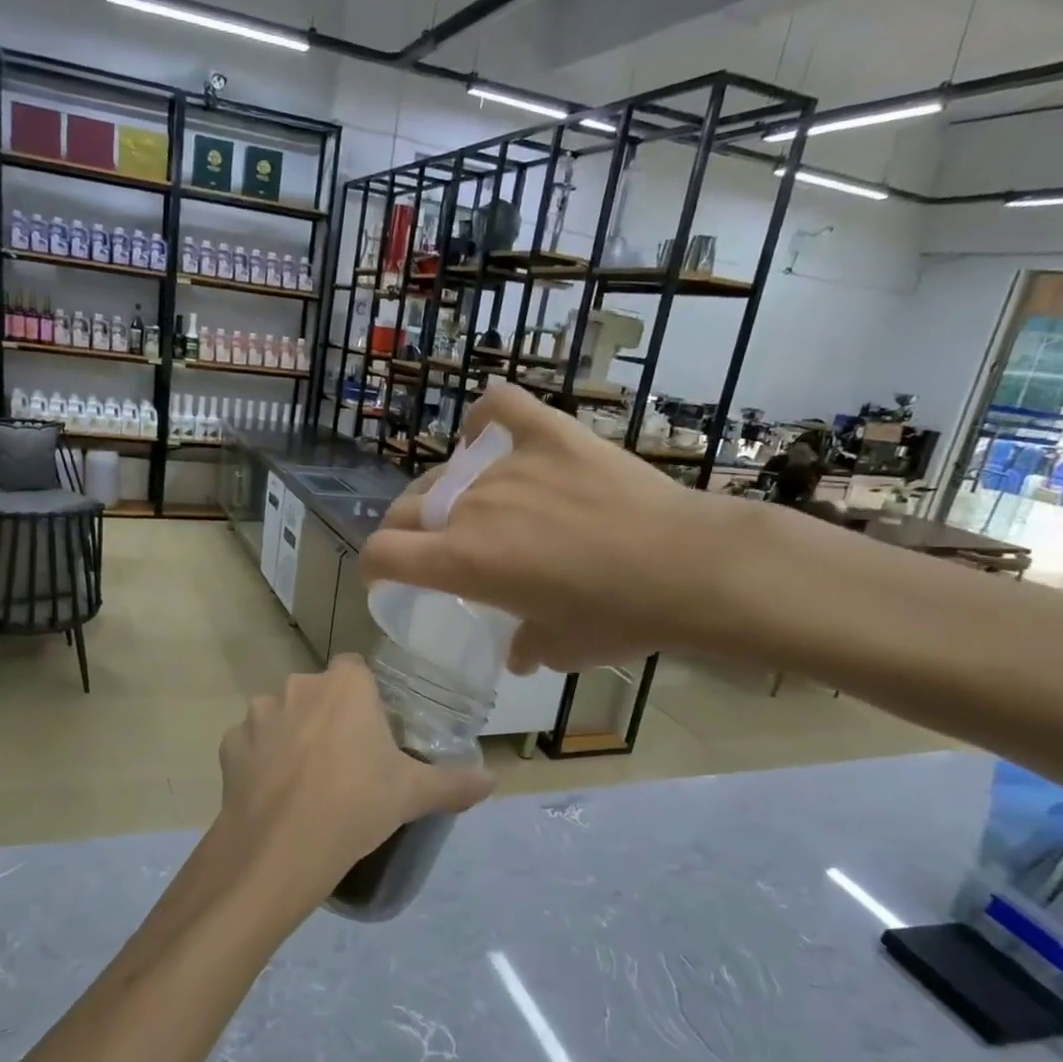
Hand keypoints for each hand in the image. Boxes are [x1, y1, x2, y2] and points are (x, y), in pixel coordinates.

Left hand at [188, 656, 491, 931]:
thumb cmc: (356, 806)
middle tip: (346, 761)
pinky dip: (260, 760)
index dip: (365, 697)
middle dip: (329, 716)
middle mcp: (298, 685)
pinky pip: (251, 744)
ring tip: (306, 781)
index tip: (374, 730)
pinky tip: (273, 793)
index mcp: (345, 685)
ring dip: (292, 736)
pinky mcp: (229, 744)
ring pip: (282, 715)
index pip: (356, 669)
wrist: (280, 849)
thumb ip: (454, 782)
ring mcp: (258, 713)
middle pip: (318, 692)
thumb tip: (492, 781)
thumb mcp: (413, 795)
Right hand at [360, 383, 784, 673]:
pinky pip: (501, 408)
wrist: (688, 567)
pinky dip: (485, 419)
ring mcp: (508, 465)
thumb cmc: (617, 617)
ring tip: (480, 508)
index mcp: (461, 560)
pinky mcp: (550, 434)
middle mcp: (470, 507)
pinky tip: (487, 435)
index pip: (382, 552)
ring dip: (451, 495)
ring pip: (452, 473)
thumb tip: (518, 652)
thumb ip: (524, 647)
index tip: (385, 576)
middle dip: (407, 531)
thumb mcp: (559, 649)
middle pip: (407, 508)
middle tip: (435, 549)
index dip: (374, 566)